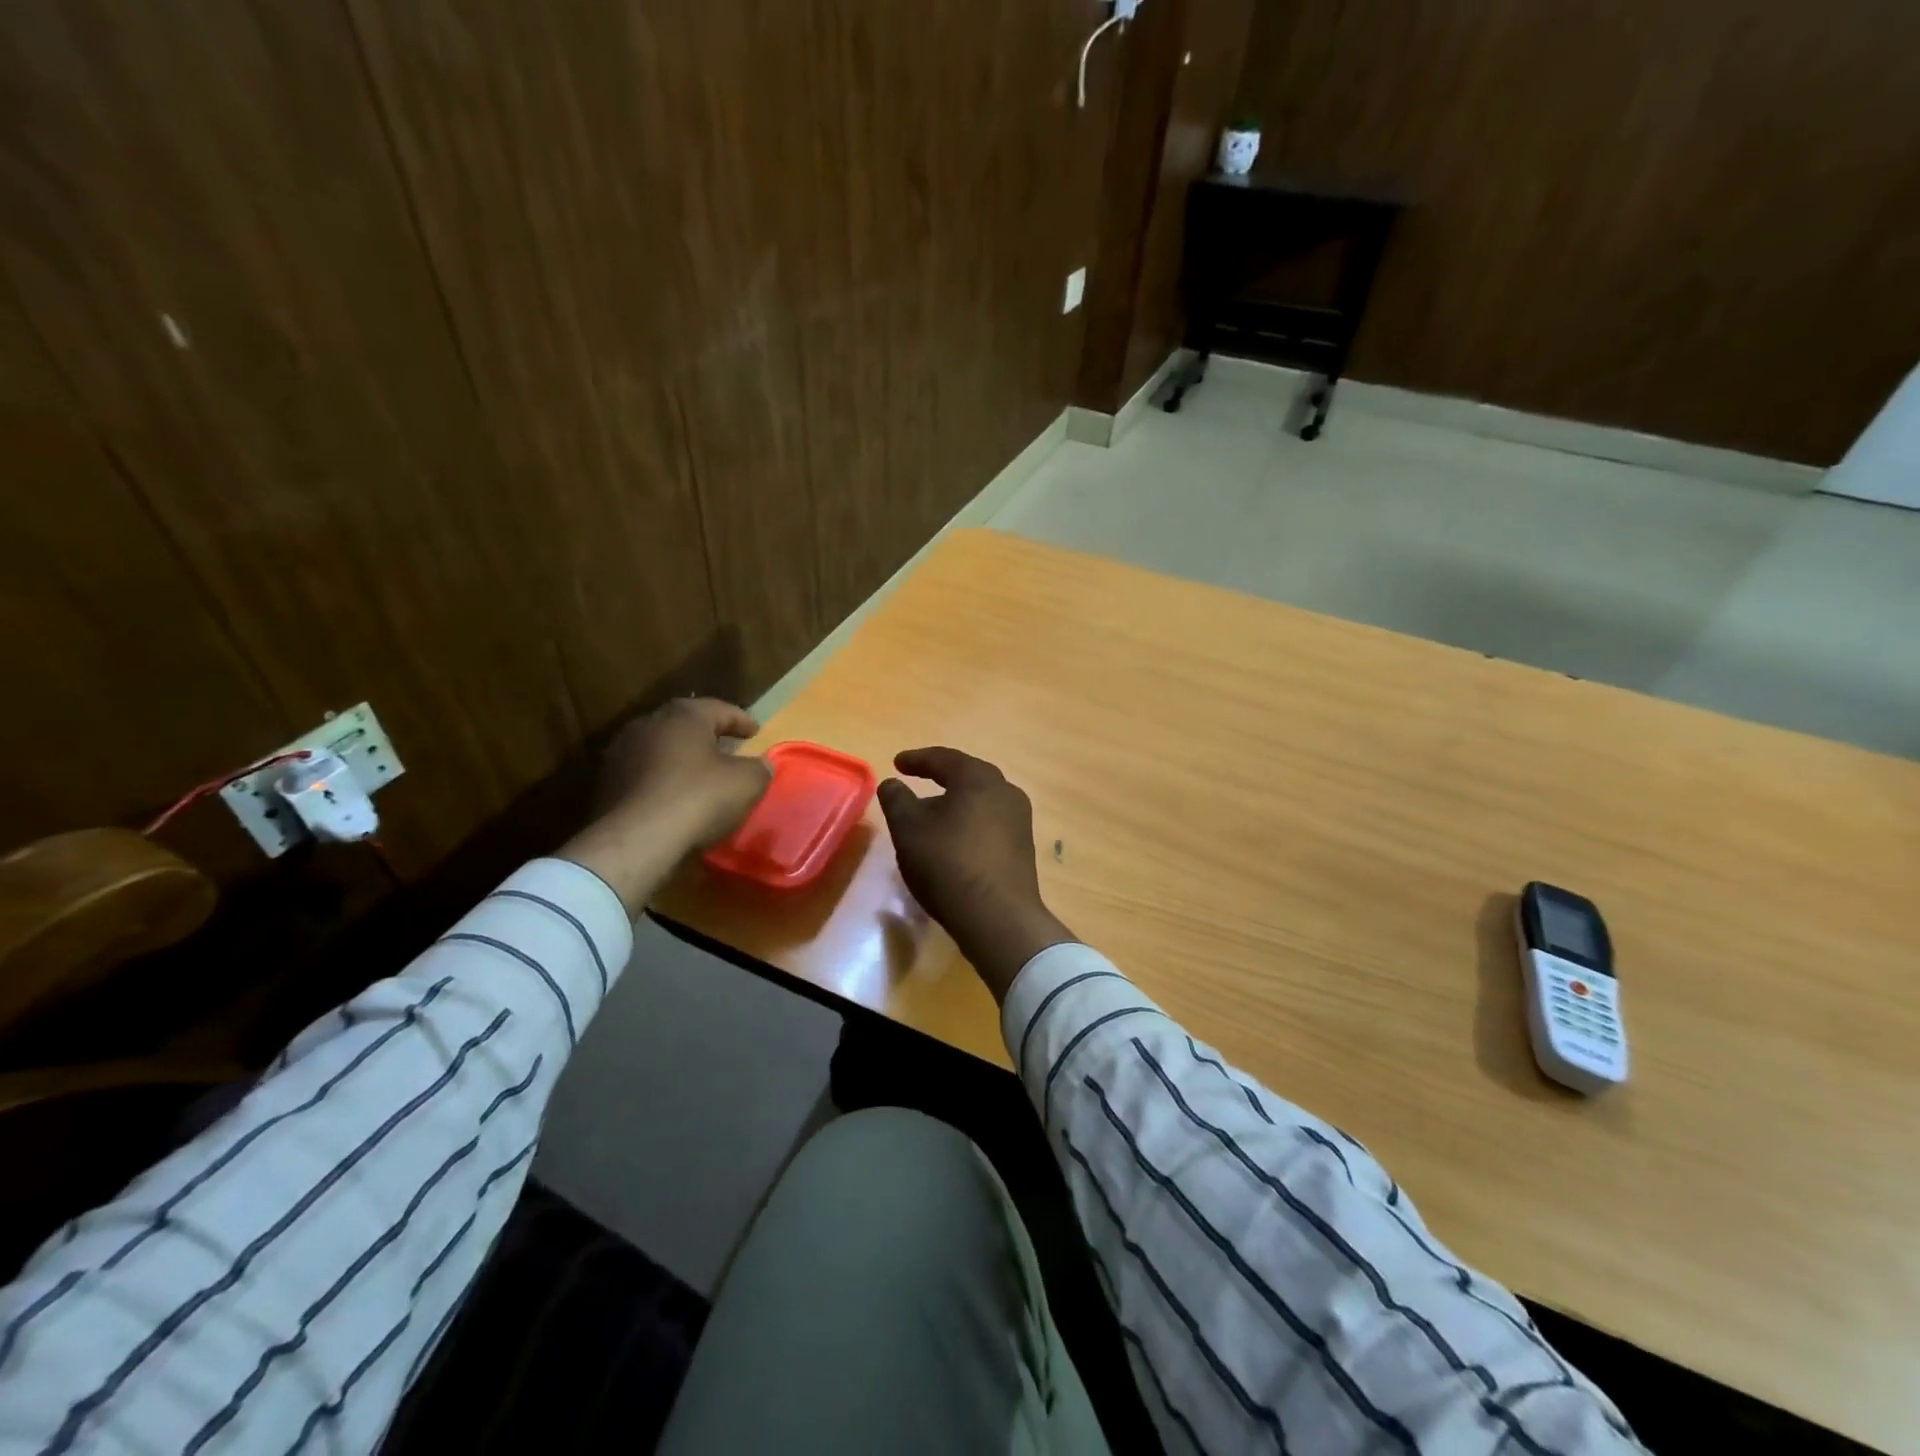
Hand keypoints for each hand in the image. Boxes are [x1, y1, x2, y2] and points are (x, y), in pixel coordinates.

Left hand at [560, 698, 771, 912]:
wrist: (637, 839)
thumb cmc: (698, 798)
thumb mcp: (746, 783)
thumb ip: (759, 768)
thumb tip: (762, 764)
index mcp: (685, 715)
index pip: (720, 709)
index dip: (742, 721)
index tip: (756, 732)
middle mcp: (649, 724)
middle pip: (686, 724)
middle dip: (708, 736)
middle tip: (728, 749)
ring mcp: (622, 752)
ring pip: (661, 748)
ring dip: (681, 758)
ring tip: (701, 775)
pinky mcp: (607, 782)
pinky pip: (645, 773)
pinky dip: (662, 780)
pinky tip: (675, 797)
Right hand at [878, 747, 1074, 1001]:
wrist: (998, 917)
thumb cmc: (948, 864)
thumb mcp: (908, 829)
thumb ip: (897, 799)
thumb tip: (892, 783)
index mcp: (978, 778)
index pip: (943, 759)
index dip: (916, 760)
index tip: (897, 763)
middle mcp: (1005, 791)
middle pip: (967, 776)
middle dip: (940, 777)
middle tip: (917, 779)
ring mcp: (1019, 819)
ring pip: (980, 800)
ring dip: (956, 802)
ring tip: (932, 812)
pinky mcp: (1023, 846)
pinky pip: (990, 822)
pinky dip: (969, 822)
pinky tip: (954, 839)